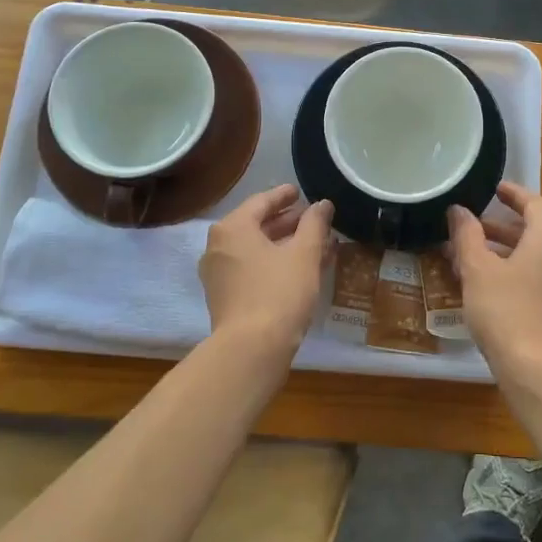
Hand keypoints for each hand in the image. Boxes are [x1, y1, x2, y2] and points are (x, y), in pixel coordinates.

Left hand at [200, 185, 334, 357]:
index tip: (300, 192)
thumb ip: (314, 224)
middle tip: (312, 219)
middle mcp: (218, 247)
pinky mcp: (225, 298)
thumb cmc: (279, 292)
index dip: (284, 196)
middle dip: (287, 222)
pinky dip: (274, 263)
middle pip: (256, 225)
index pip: (261, 202)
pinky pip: (252, 269)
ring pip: (256, 250)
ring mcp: (219, 274)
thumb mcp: (304, 254)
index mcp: (233, 228)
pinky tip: (300, 269)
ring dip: (284, 245)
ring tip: (313, 244)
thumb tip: (322, 204)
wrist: (252, 350)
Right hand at [447, 181, 541, 384]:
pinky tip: (488, 288)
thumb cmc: (505, 311)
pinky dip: (514, 273)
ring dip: (504, 253)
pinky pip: (537, 279)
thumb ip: (467, 236)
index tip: (494, 188)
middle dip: (500, 228)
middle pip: (533, 232)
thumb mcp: (478, 270)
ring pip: (533, 258)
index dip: (513, 193)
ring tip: (470, 259)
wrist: (538, 370)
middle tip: (471, 228)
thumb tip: (459, 210)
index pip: (534, 204)